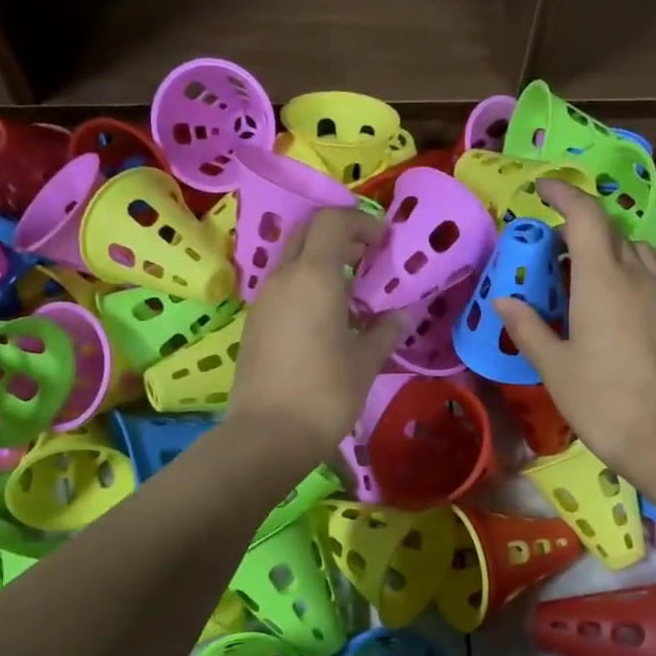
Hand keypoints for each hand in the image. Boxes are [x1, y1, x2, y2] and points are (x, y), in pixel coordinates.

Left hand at [227, 209, 402, 457]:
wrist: (267, 434)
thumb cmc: (325, 394)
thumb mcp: (365, 362)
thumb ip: (385, 331)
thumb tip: (402, 315)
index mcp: (313, 277)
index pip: (332, 221)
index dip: (360, 222)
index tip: (383, 241)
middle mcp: (283, 279)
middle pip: (307, 234)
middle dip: (339, 236)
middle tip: (367, 258)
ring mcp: (262, 301)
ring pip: (292, 262)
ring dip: (321, 264)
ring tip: (350, 294)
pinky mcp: (253, 324)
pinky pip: (282, 289)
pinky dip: (305, 288)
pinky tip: (324, 321)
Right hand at [494, 181, 655, 481]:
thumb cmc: (600, 399)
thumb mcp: (553, 365)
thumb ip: (527, 327)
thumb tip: (505, 299)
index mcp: (602, 279)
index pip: (585, 216)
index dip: (564, 195)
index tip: (543, 190)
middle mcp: (638, 277)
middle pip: (612, 232)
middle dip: (580, 230)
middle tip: (552, 254)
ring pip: (638, 255)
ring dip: (609, 253)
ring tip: (585, 282)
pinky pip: (652, 283)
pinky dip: (629, 281)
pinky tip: (615, 316)